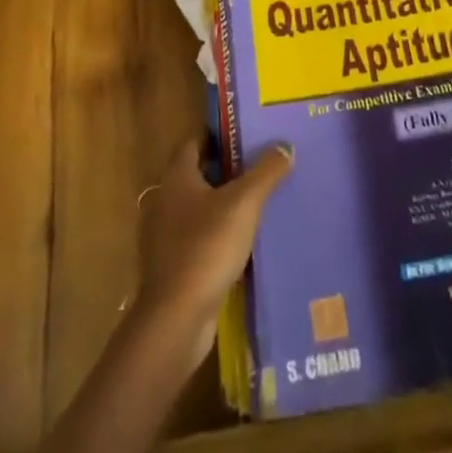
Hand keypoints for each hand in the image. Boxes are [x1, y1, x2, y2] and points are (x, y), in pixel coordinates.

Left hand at [132, 137, 292, 371]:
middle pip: (199, 174)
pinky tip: (246, 241)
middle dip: (227, 169)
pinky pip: (201, 238)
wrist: (176, 319)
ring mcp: (167, 236)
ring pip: (200, 208)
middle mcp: (166, 201)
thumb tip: (285, 145)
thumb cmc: (206, 247)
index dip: (218, 135)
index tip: (246, 133)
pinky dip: (220, 234)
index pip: (194, 142)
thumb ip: (266, 172)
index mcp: (177, 177)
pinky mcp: (175, 266)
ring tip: (260, 201)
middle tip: (261, 164)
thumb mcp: (244, 203)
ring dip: (225, 204)